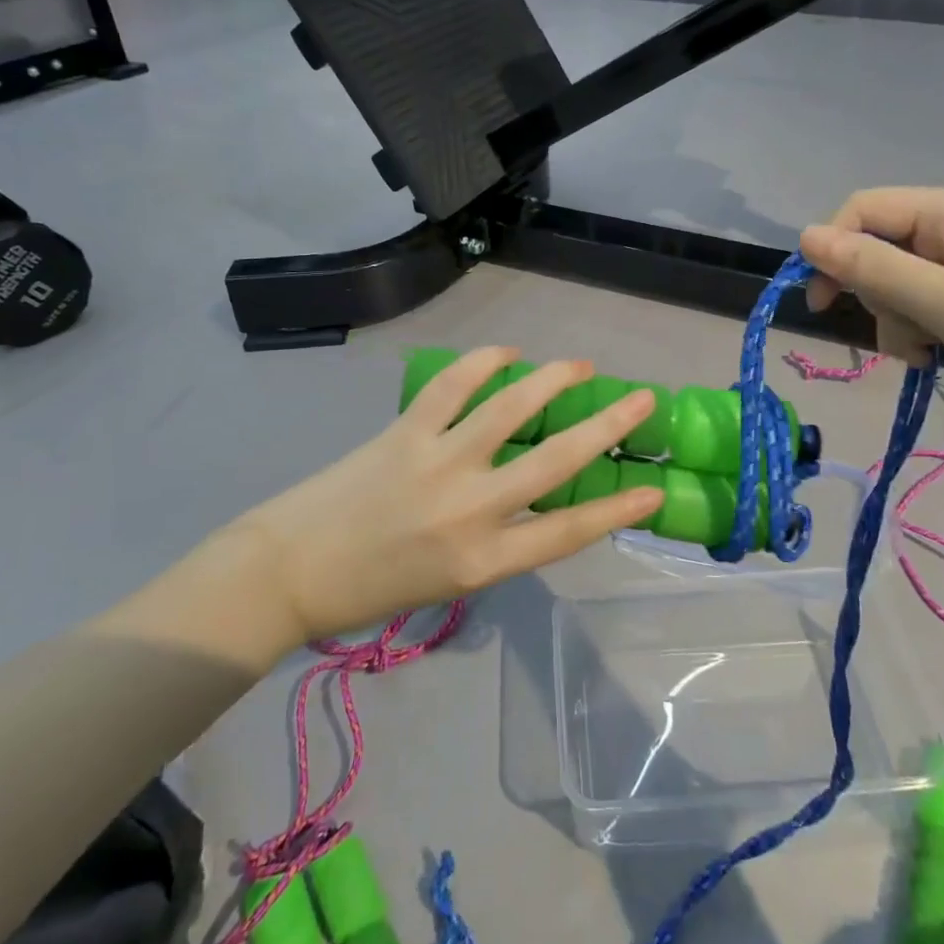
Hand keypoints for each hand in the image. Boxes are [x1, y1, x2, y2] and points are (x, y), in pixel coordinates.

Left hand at [222, 348, 662, 641]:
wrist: (289, 572)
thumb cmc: (372, 590)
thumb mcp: (451, 584)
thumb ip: (498, 543)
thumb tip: (532, 499)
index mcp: (483, 560)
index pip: (569, 532)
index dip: (619, 508)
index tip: (654, 489)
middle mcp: (471, 509)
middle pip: (556, 460)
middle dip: (609, 426)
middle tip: (643, 399)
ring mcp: (438, 462)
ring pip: (511, 408)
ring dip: (554, 380)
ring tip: (581, 366)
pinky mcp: (406, 430)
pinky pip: (455, 385)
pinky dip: (485, 362)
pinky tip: (509, 353)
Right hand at [800, 185, 943, 431]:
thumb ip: (875, 270)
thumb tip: (805, 236)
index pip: (862, 211)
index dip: (832, 251)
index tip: (822, 304)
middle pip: (878, 250)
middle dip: (877, 297)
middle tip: (907, 334)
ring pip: (897, 283)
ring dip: (898, 321)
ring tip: (931, 353)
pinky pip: (925, 304)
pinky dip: (921, 331)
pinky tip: (940, 356)